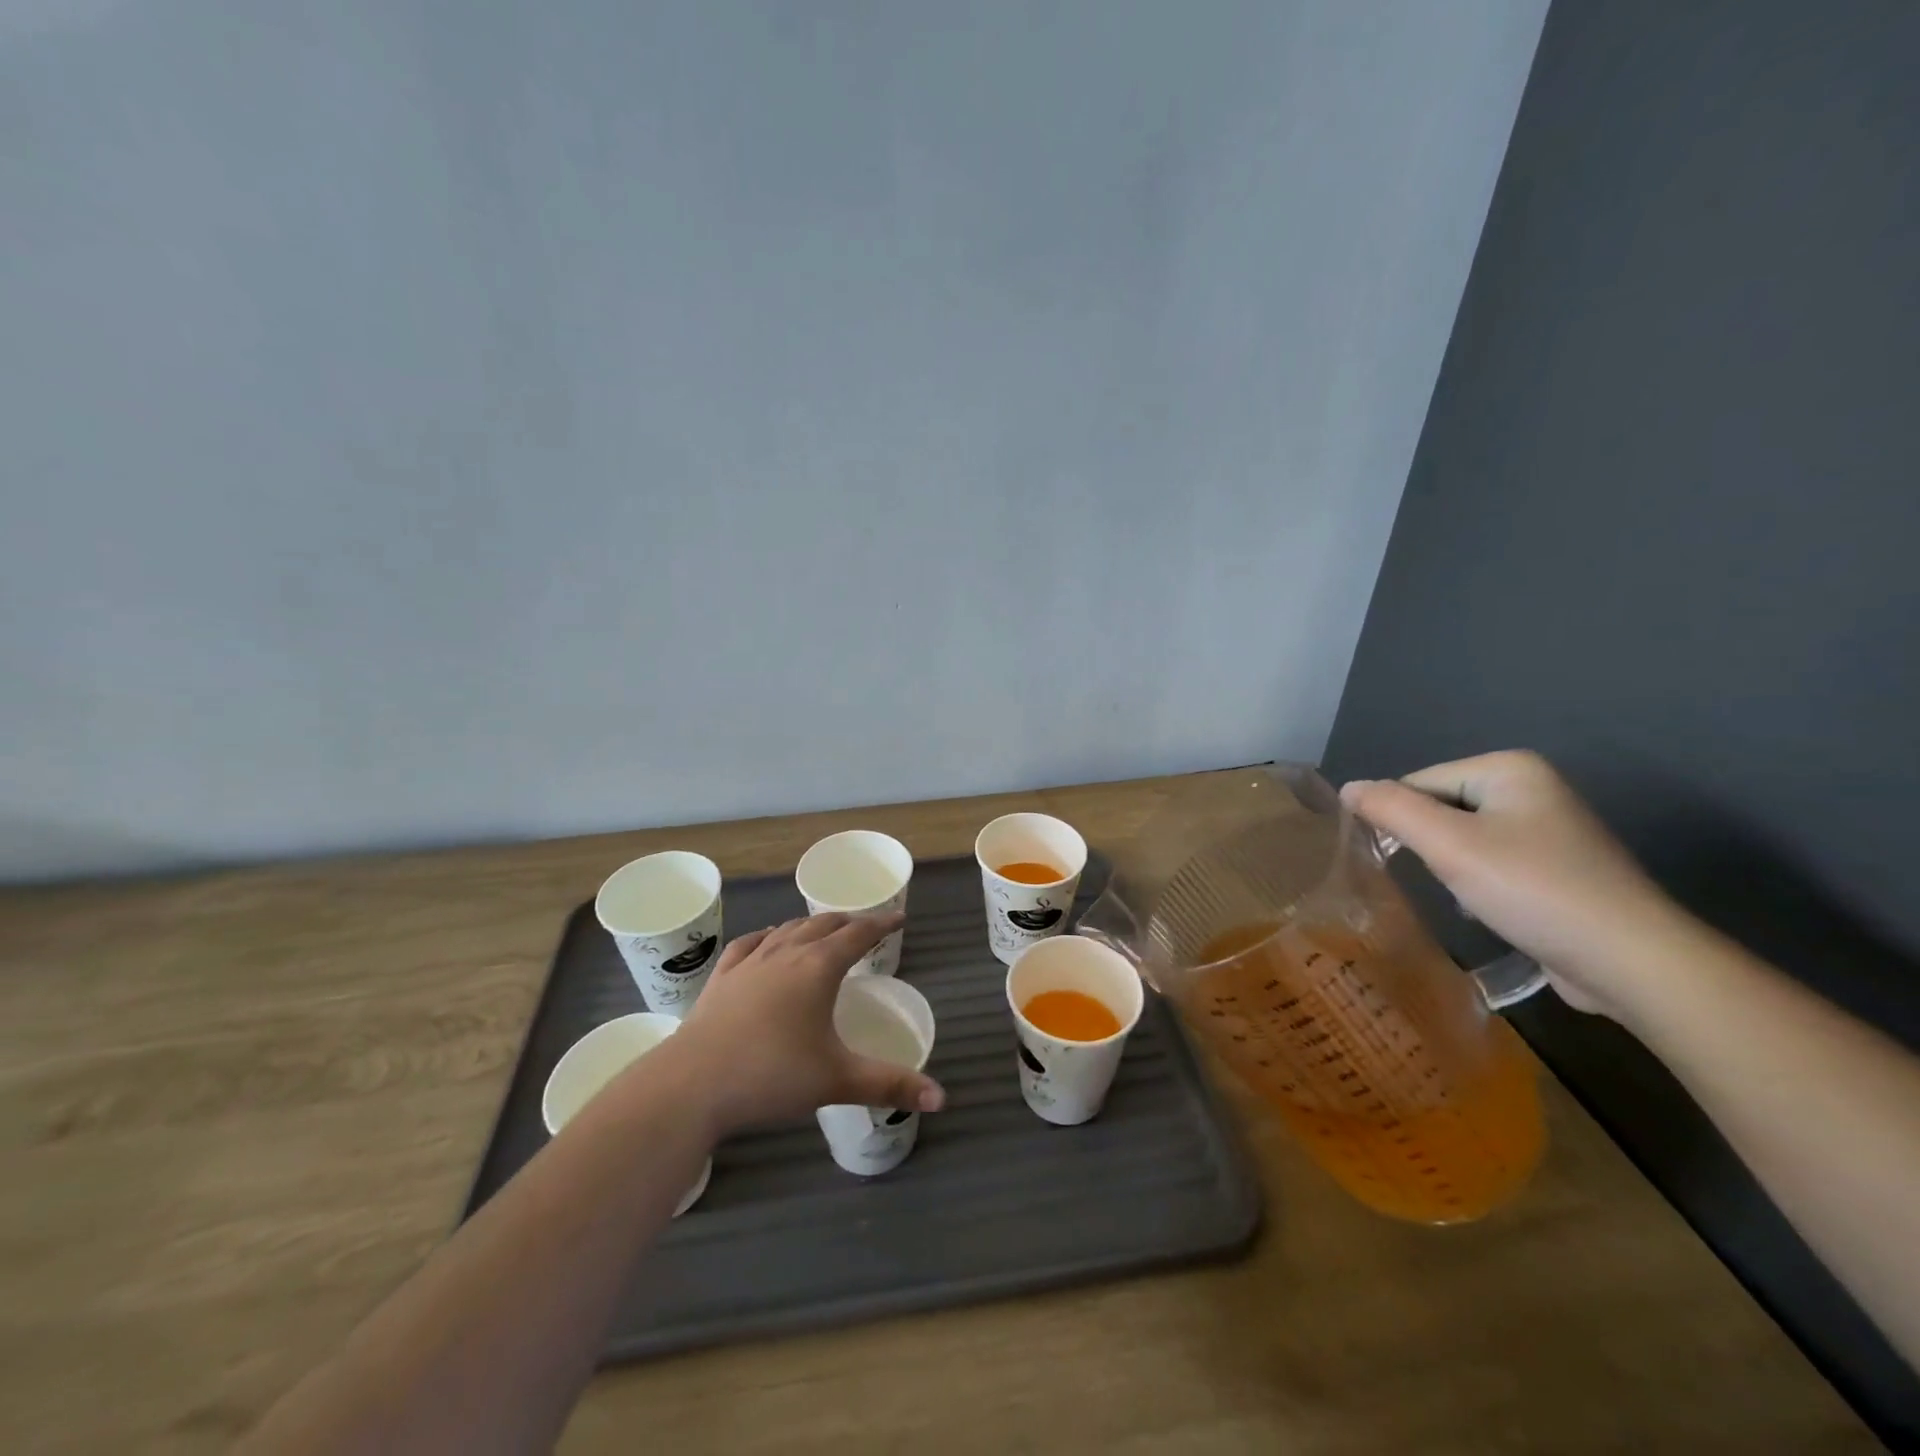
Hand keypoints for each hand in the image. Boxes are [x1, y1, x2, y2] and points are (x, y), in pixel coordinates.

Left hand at [669, 913, 945, 1133]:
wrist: (691, 1085)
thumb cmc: (771, 1076)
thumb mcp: (837, 1080)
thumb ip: (890, 1085)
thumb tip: (942, 1098)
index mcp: (819, 968)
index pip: (858, 934)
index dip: (881, 924)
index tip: (898, 918)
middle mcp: (786, 954)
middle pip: (823, 924)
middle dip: (848, 922)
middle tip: (864, 928)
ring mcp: (749, 963)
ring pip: (787, 930)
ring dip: (810, 925)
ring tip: (822, 930)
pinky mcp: (721, 978)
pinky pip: (749, 944)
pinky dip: (766, 936)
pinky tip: (767, 939)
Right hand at [1340, 751, 1683, 1018]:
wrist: (1632, 962)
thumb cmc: (1533, 889)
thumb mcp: (1449, 845)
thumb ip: (1391, 809)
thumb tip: (1348, 787)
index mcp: (1509, 768)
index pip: (1417, 783)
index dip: (1400, 821)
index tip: (1400, 860)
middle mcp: (1532, 787)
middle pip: (1440, 809)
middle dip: (1430, 847)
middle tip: (1443, 880)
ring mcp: (1550, 828)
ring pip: (1463, 839)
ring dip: (1452, 869)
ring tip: (1468, 899)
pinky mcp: (1559, 868)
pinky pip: (1493, 863)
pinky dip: (1480, 885)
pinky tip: (1491, 910)